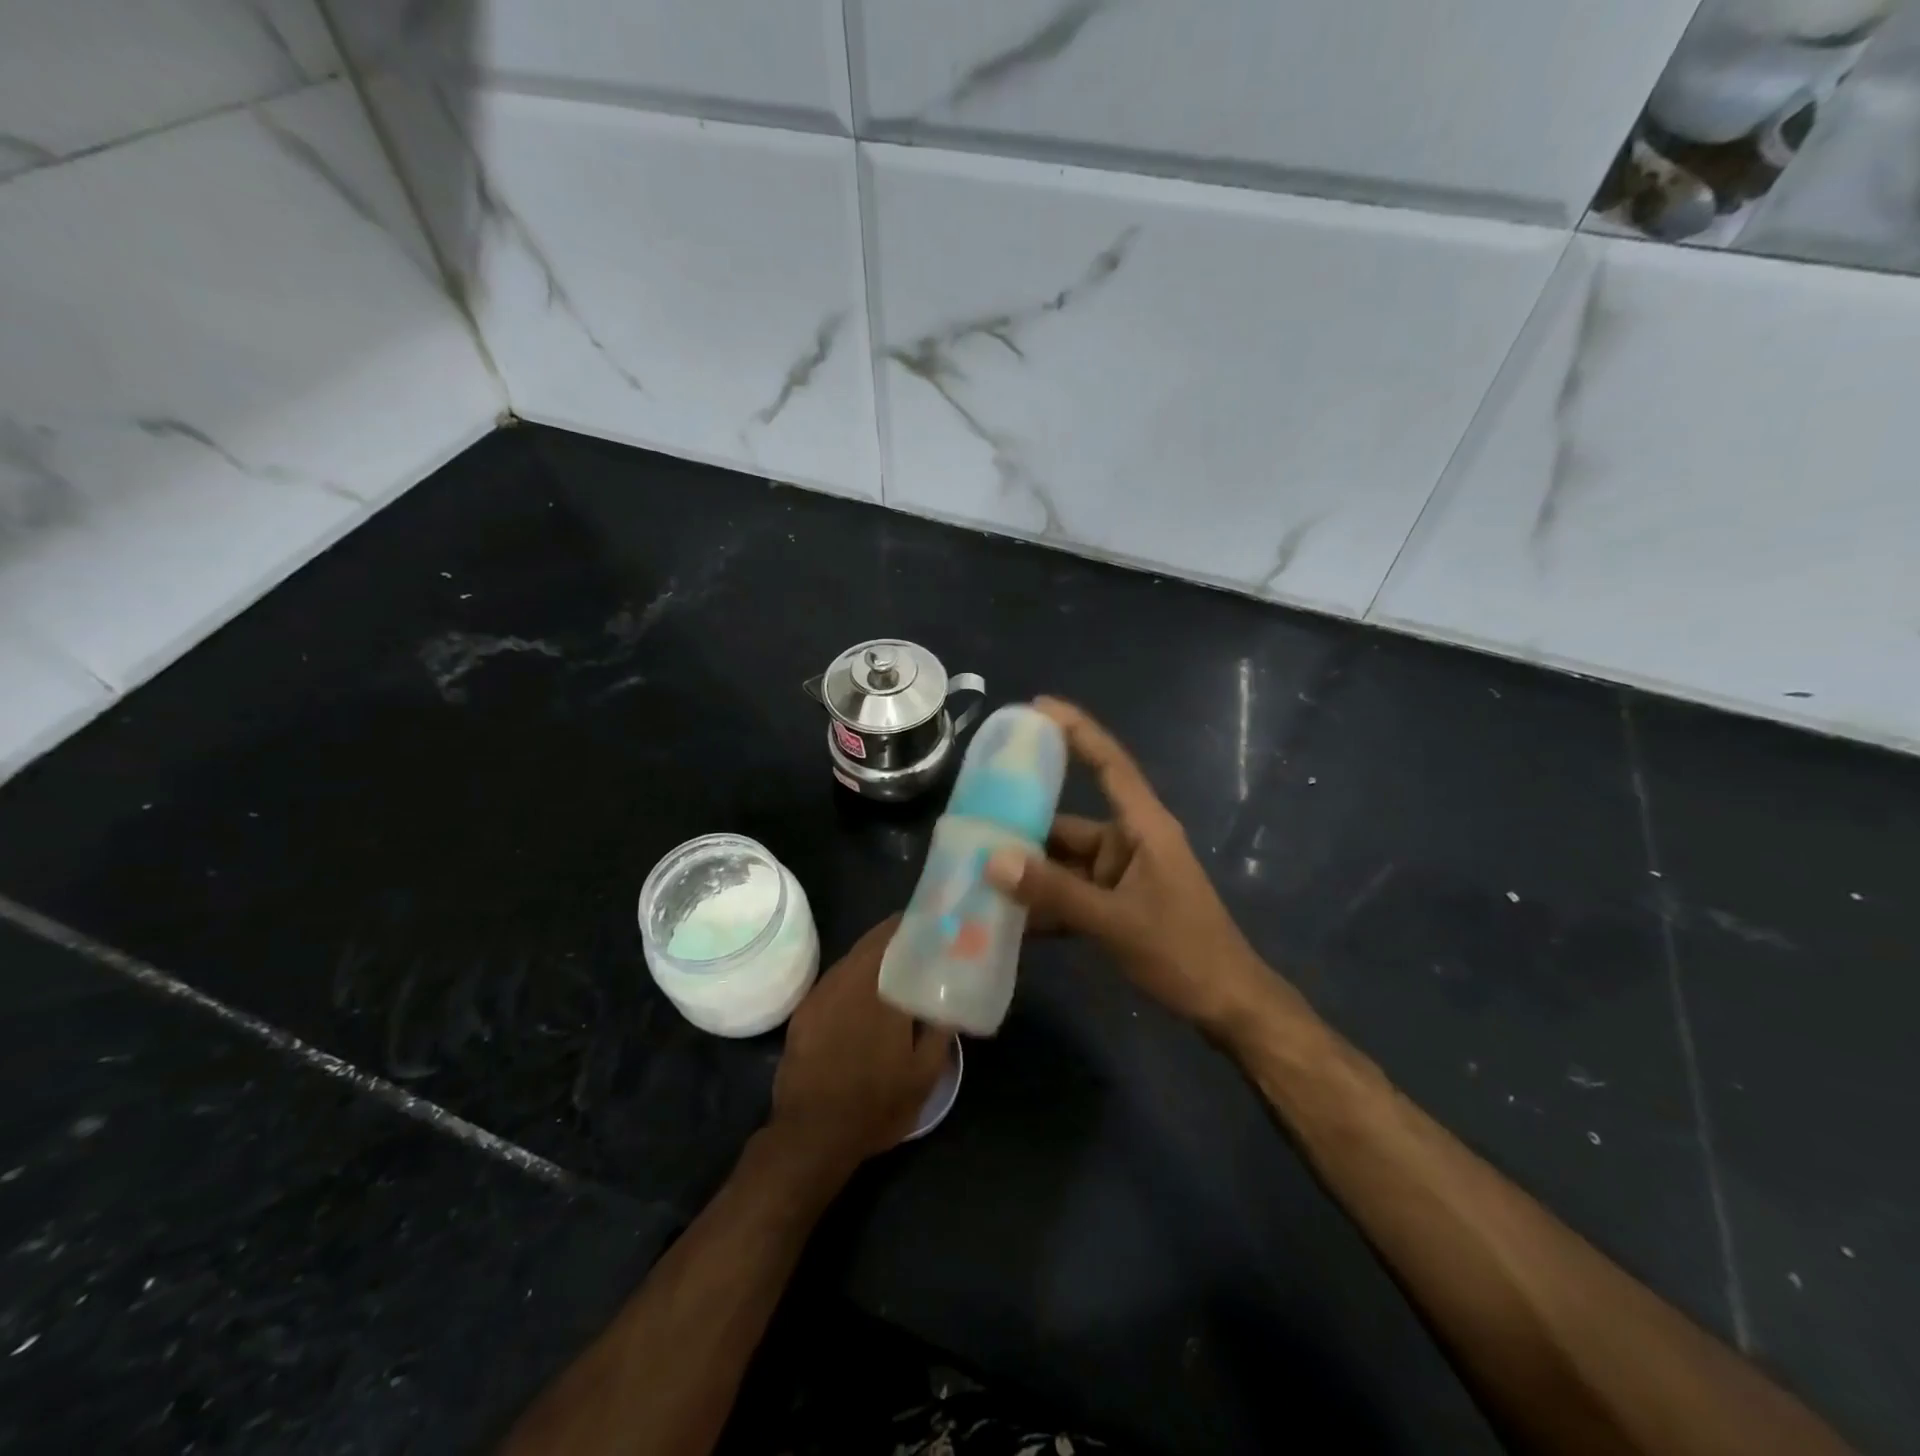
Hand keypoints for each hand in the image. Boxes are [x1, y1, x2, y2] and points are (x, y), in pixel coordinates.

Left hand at [769, 915, 949, 1175]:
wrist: (811, 1135)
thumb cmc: (875, 1105)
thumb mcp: (924, 1075)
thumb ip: (940, 1031)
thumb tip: (950, 1000)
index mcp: (880, 990)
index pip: (897, 938)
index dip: (915, 926)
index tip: (934, 925)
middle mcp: (848, 981)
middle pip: (872, 942)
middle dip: (896, 936)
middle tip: (920, 942)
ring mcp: (822, 994)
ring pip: (852, 958)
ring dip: (874, 955)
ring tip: (896, 963)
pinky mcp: (805, 1010)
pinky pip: (835, 978)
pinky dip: (854, 975)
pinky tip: (865, 991)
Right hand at [985, 698, 1297, 1038]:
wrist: (1226, 1006)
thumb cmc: (1183, 951)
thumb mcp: (1115, 921)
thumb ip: (1054, 892)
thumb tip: (994, 860)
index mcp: (1142, 829)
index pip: (1109, 765)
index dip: (1077, 731)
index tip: (1038, 706)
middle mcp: (1128, 844)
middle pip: (1069, 822)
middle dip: (1024, 825)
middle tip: (973, 819)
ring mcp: (1120, 877)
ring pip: (1064, 863)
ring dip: (1029, 872)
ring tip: (975, 871)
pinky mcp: (1114, 906)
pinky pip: (1070, 894)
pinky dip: (1044, 904)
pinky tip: (1005, 918)